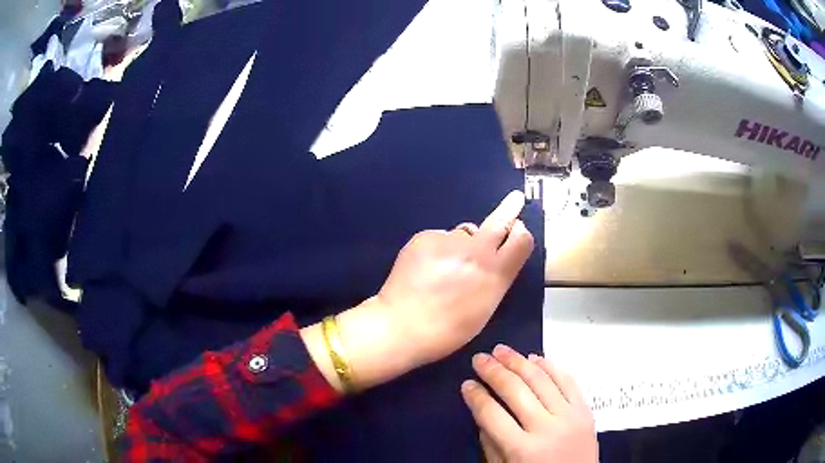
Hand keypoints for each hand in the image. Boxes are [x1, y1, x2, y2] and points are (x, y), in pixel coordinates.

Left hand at [301, 191, 534, 391]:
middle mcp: (476, 252)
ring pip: (463, 234)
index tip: (518, 229)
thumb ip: (494, 279)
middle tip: (515, 198)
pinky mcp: (425, 237)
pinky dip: (437, 248)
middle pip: (498, 222)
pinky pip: (439, 238)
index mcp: (495, 274)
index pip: (521, 240)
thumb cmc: (447, 329)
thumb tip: (495, 257)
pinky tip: (425, 268)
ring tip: (442, 269)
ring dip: (460, 245)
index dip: (520, 234)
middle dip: (509, 209)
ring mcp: (449, 241)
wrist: (401, 326)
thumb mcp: (484, 309)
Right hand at [461, 345, 597, 462]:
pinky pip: (568, 381)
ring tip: (502, 350)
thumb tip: (482, 409)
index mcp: (522, 450)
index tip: (466, 384)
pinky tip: (535, 357)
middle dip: (494, 372)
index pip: (492, 414)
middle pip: (516, 391)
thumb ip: (491, 443)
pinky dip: (551, 366)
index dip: (476, 396)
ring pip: (542, 380)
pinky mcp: (585, 410)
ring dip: (519, 361)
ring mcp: (569, 416)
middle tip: (480, 358)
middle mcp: (546, 428)